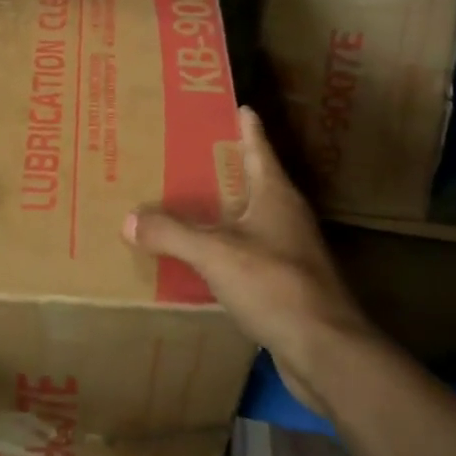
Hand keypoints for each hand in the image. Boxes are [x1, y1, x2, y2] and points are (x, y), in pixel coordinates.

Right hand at [124, 106, 377, 415]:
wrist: (325, 350)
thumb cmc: (274, 285)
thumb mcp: (215, 253)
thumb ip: (172, 233)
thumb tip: (130, 219)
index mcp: (275, 195)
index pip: (258, 148)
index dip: (246, 126)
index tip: (234, 105)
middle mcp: (286, 216)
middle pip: (252, 181)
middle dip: (223, 167)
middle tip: (186, 153)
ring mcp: (290, 251)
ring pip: (250, 219)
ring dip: (222, 210)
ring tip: (185, 203)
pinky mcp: (286, 284)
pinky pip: (247, 253)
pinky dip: (224, 249)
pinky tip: (200, 258)